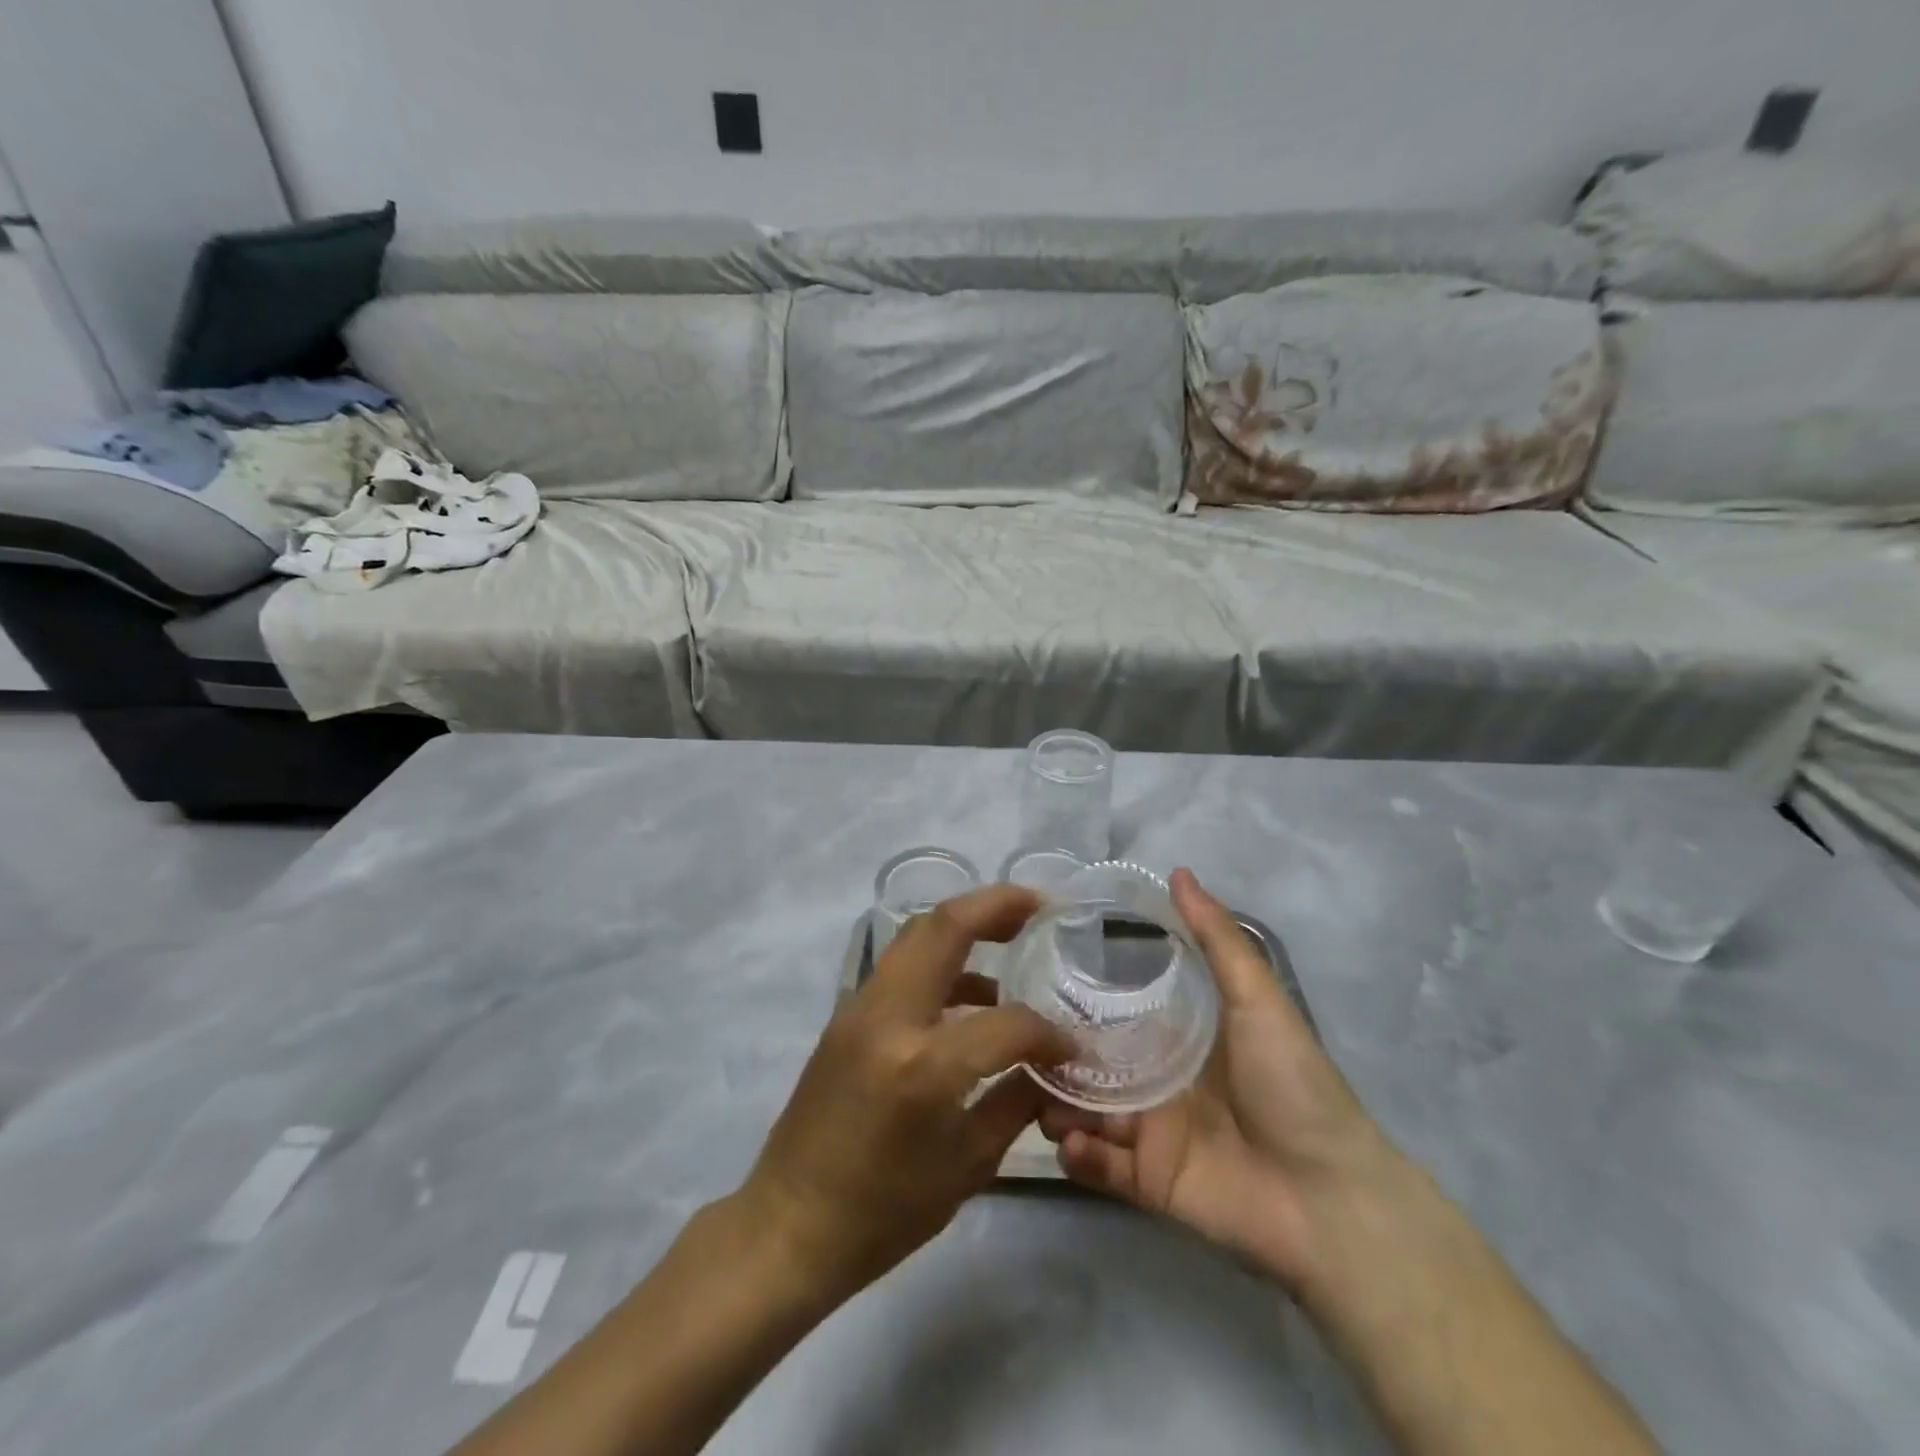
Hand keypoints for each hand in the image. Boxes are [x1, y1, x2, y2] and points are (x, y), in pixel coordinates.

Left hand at [738, 885, 1074, 1301]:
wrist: (789, 1225)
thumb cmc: (883, 1213)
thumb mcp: (967, 1167)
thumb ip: (1016, 1102)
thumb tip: (1052, 1067)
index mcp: (923, 1065)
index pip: (1006, 1024)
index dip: (1049, 1033)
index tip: (1071, 1046)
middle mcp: (888, 1018)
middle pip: (944, 927)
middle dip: (995, 905)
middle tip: (1037, 905)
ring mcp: (859, 1008)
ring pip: (916, 935)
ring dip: (964, 924)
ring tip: (1009, 934)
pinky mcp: (846, 1014)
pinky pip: (900, 966)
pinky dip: (939, 960)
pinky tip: (970, 993)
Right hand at [1041, 868, 1405, 1292]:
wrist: (1330, 1197)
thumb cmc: (1293, 1085)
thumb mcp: (1256, 998)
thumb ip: (1216, 938)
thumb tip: (1177, 872)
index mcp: (1177, 1036)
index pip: (1115, 1008)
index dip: (1077, 994)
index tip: (1034, 973)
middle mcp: (1155, 1079)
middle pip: (1090, 1060)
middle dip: (1053, 1051)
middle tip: (1017, 1038)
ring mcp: (1149, 1132)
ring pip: (1083, 1110)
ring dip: (1054, 1103)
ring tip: (1034, 1092)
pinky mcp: (1147, 1182)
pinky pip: (1099, 1166)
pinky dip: (1077, 1154)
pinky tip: (1070, 1139)